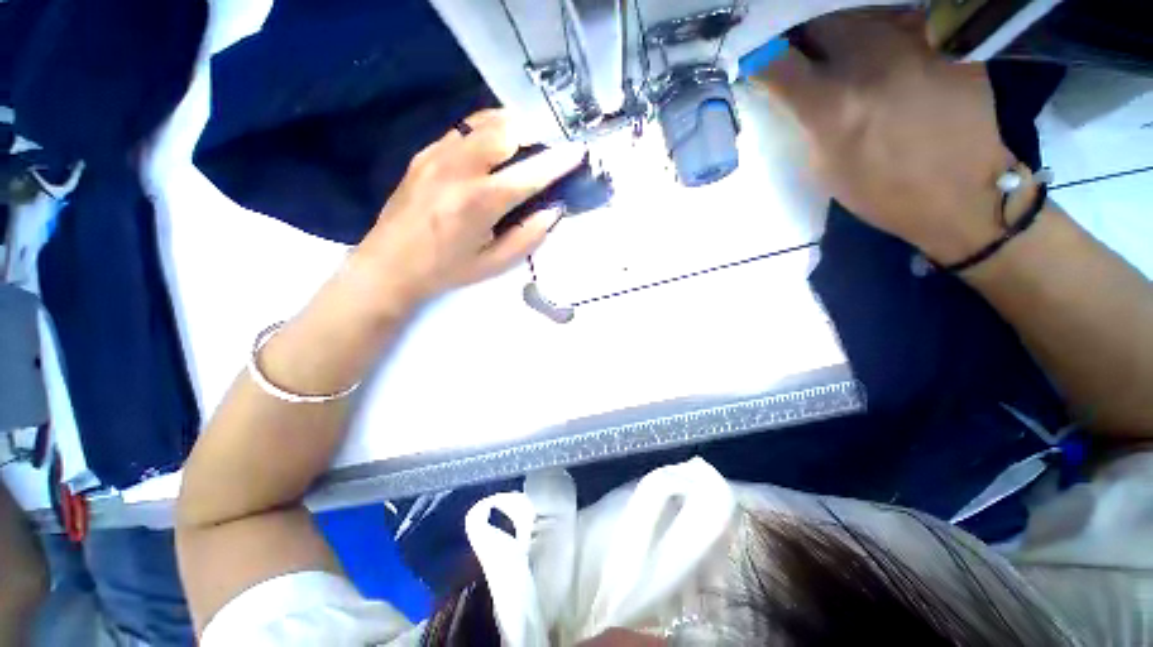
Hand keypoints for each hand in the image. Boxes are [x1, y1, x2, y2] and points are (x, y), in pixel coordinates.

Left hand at [353, 110, 583, 307]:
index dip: (558, 161)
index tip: (578, 150)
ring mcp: (438, 156)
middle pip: (505, 130)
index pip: (530, 174)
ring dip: (510, 127)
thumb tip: (553, 211)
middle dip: (533, 135)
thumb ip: (528, 237)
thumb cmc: (446, 270)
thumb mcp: (494, 264)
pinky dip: (484, 132)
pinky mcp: (424, 153)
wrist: (389, 265)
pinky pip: (462, 130)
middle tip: (544, 149)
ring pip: (483, 122)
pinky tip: (490, 150)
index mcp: (480, 203)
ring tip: (522, 143)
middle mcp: (459, 170)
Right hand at [754, 10, 1014, 262]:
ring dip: (841, 34)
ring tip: (844, 59)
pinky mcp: (944, 38)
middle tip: (803, 56)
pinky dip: (880, 37)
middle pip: (819, 23)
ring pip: (858, 16)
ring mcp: (913, 42)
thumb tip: (792, 92)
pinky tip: (884, 60)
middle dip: (803, 37)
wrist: (966, 191)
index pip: (776, 61)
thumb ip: (806, 121)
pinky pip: (897, 23)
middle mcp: (870, 60)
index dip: (761, 58)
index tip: (758, 63)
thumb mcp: (826, 167)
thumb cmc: (884, 192)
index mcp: (833, 105)